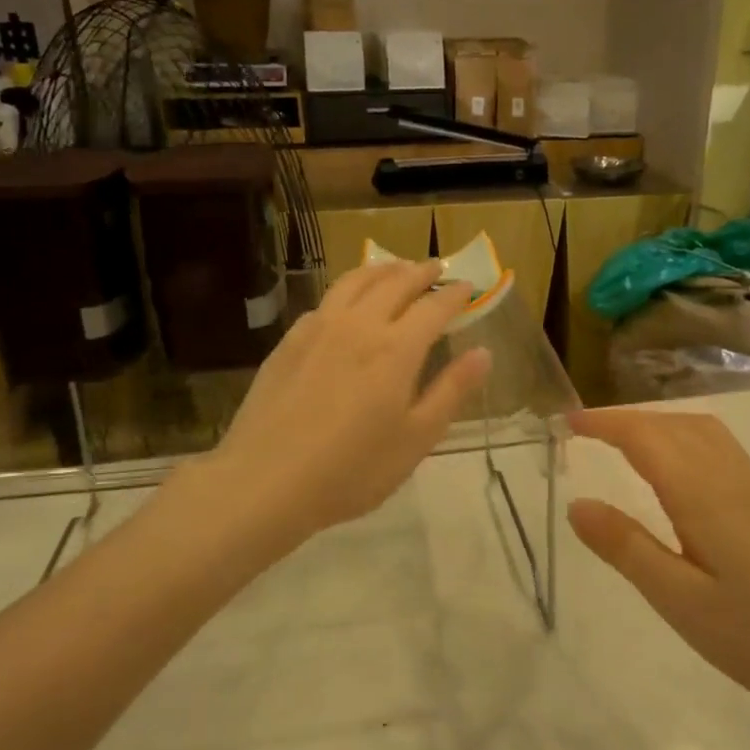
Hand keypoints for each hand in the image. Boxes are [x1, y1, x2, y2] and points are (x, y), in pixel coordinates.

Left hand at [211, 259, 490, 542]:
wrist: (265, 480)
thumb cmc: (352, 470)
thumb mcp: (416, 439)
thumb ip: (451, 391)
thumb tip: (483, 352)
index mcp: (396, 349)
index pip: (434, 307)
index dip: (455, 294)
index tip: (468, 286)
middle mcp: (359, 325)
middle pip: (395, 283)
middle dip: (421, 272)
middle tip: (436, 268)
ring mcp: (319, 328)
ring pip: (355, 281)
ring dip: (382, 269)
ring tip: (396, 268)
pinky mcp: (290, 341)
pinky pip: (326, 300)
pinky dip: (348, 289)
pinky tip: (348, 303)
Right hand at [566, 409, 749, 716]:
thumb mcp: (681, 601)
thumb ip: (627, 548)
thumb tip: (577, 504)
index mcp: (701, 494)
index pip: (644, 437)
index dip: (604, 423)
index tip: (567, 422)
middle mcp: (728, 475)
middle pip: (671, 425)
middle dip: (625, 419)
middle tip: (585, 432)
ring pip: (699, 430)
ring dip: (656, 424)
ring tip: (622, 443)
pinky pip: (717, 445)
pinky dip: (682, 437)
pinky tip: (677, 470)